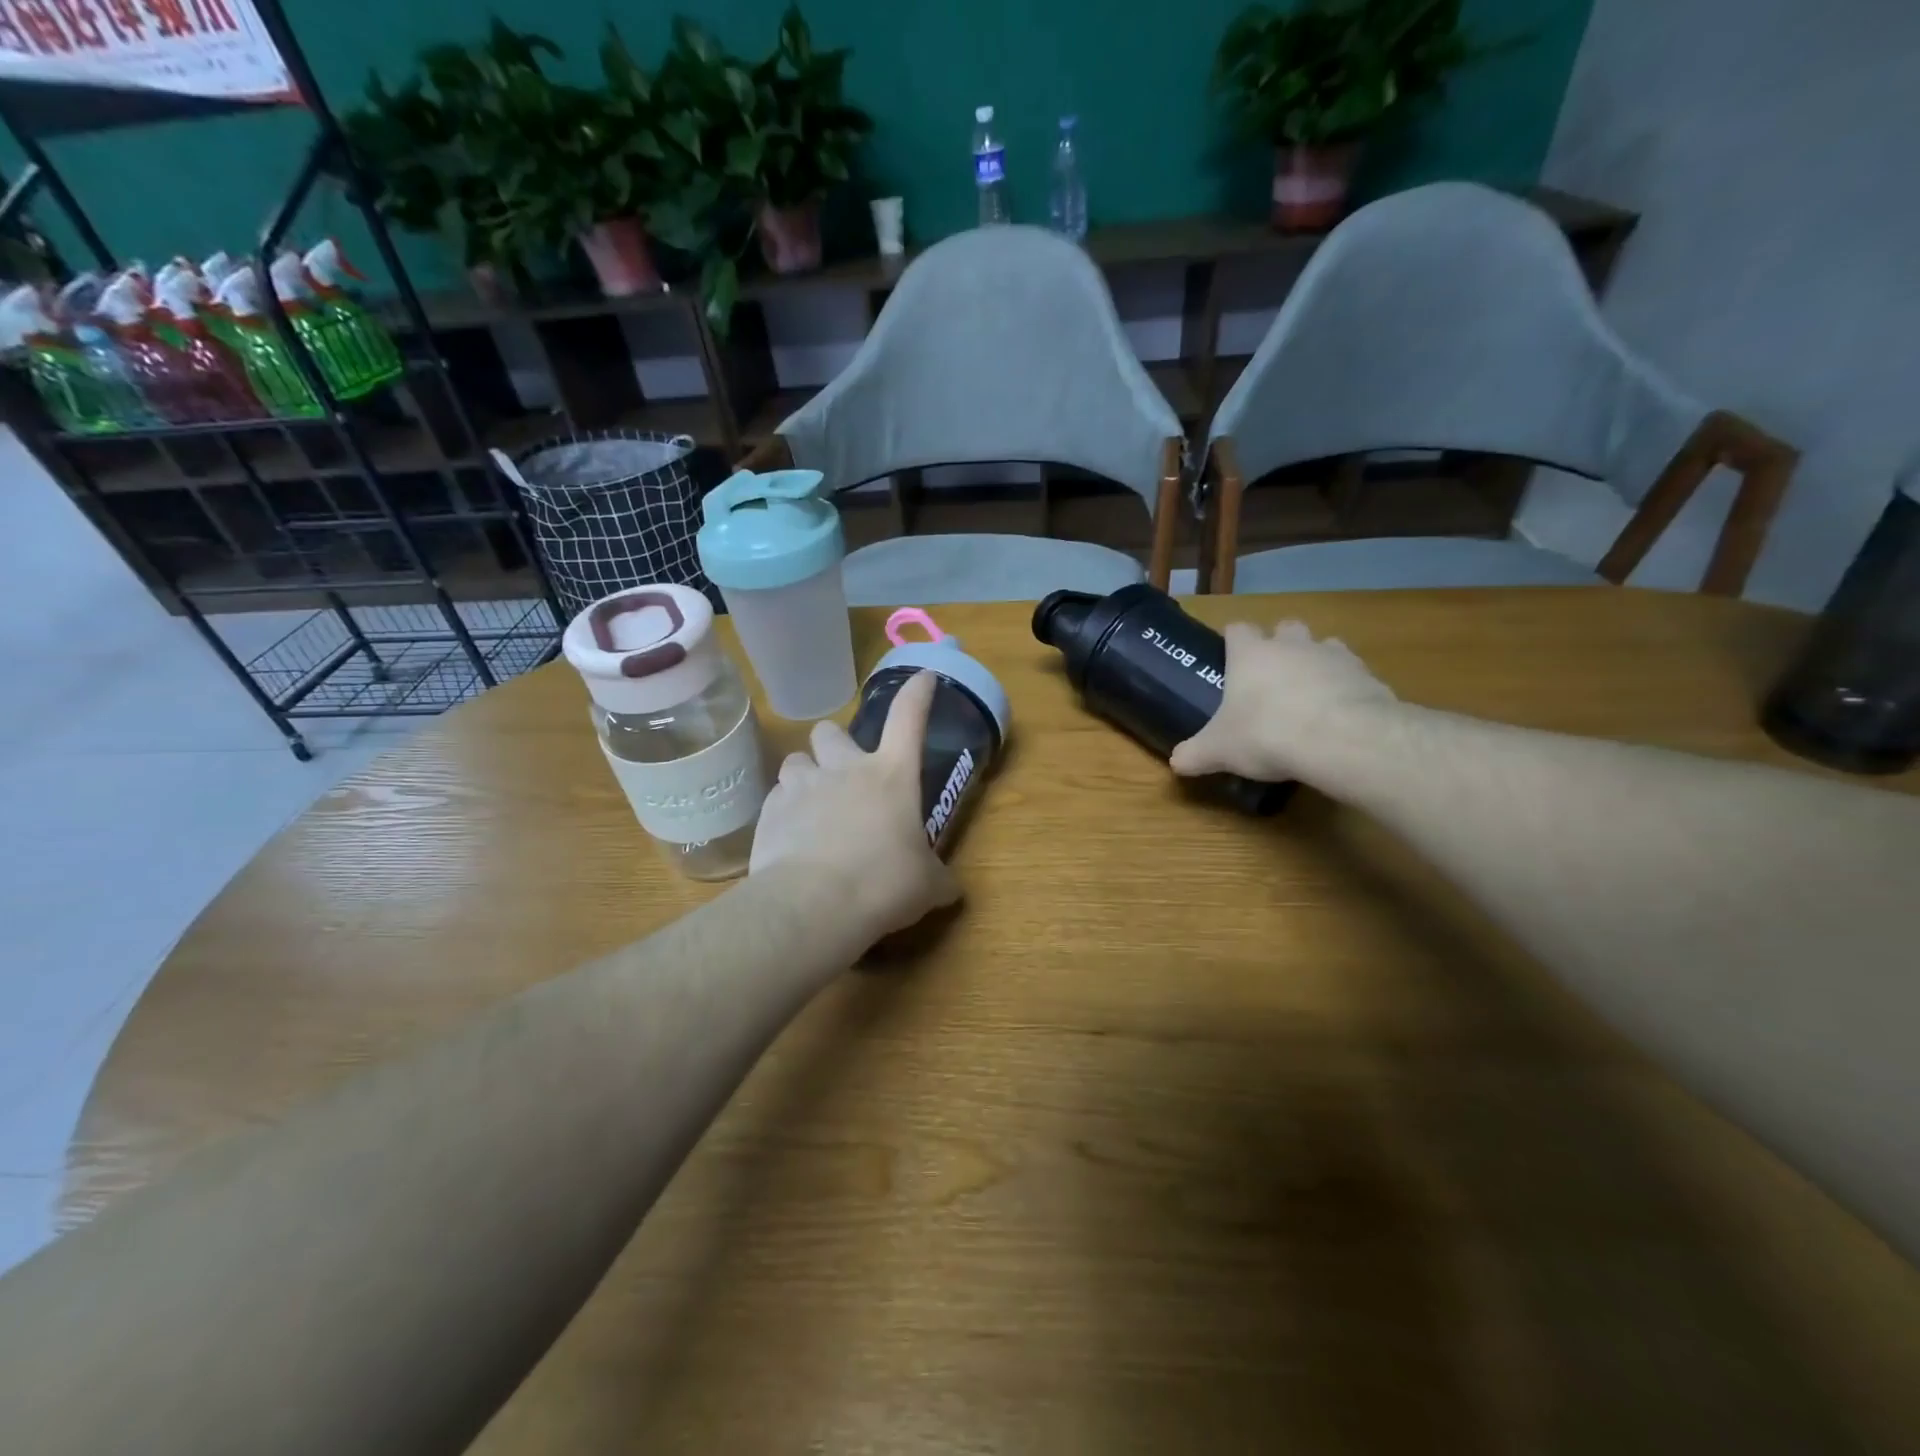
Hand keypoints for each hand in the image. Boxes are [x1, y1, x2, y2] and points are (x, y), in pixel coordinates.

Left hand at [750, 671, 960, 940]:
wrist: (814, 905)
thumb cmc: (884, 883)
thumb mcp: (926, 886)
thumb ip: (938, 879)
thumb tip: (950, 888)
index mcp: (891, 775)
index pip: (909, 718)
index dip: (918, 693)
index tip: (924, 677)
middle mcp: (845, 769)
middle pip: (832, 731)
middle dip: (835, 743)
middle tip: (843, 770)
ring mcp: (803, 786)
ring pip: (797, 759)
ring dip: (806, 774)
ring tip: (812, 803)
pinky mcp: (769, 811)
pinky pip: (777, 797)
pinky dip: (785, 810)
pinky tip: (791, 837)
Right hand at [1170, 620, 1398, 783]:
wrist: (1342, 739)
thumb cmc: (1266, 733)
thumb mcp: (1219, 750)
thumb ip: (1195, 754)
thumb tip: (1176, 763)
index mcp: (1251, 655)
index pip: (1237, 629)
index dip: (1233, 640)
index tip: (1230, 658)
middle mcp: (1292, 645)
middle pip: (1286, 627)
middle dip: (1281, 645)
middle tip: (1273, 678)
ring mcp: (1335, 657)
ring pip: (1325, 646)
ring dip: (1317, 664)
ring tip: (1310, 697)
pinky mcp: (1369, 677)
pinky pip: (1354, 676)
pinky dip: (1347, 691)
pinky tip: (1341, 718)